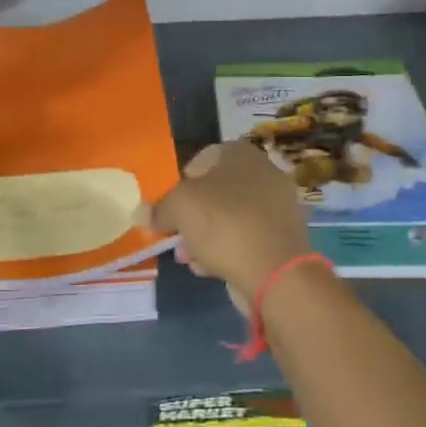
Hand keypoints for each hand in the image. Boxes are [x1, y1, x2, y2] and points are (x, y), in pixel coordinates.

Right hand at [147, 141, 311, 313]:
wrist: (276, 272)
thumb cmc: (224, 224)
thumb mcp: (179, 208)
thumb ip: (159, 208)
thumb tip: (144, 213)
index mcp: (242, 154)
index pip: (204, 157)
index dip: (182, 180)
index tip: (169, 204)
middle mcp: (264, 174)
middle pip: (216, 190)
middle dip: (192, 214)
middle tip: (175, 234)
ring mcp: (277, 208)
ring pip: (229, 217)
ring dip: (204, 236)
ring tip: (186, 257)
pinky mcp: (282, 239)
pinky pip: (245, 239)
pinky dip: (225, 250)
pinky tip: (207, 268)